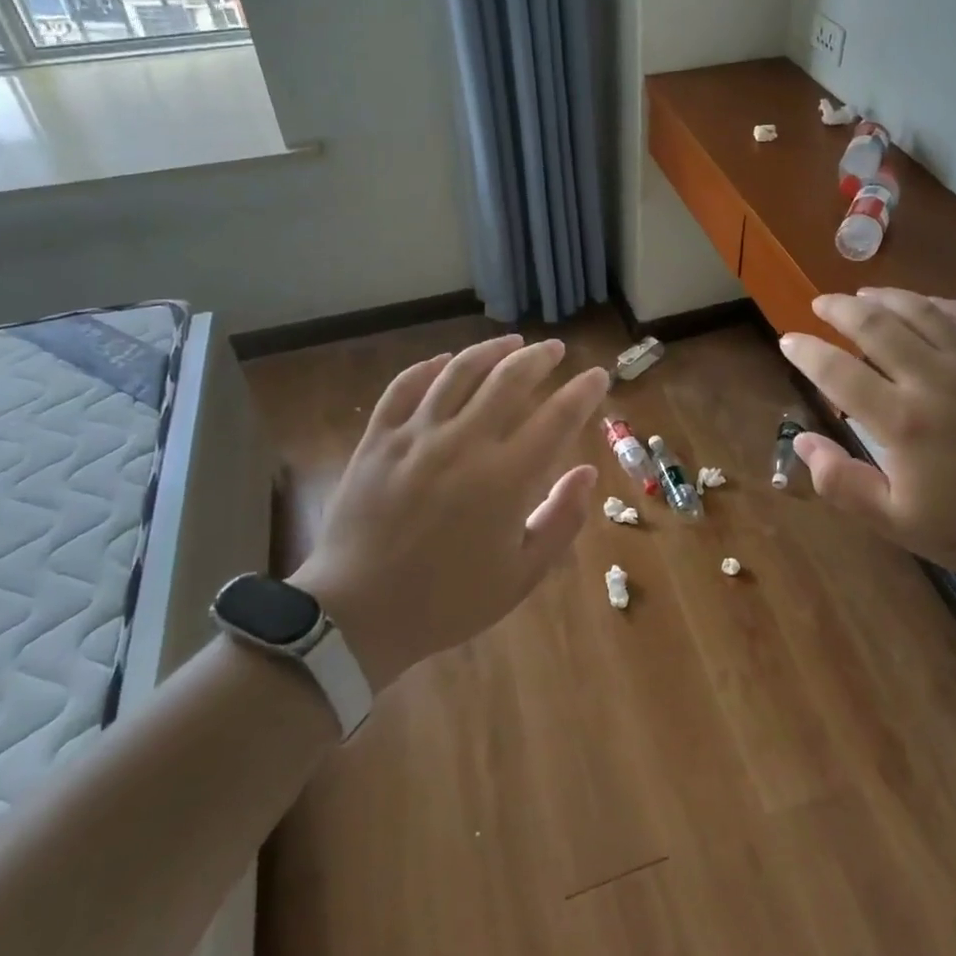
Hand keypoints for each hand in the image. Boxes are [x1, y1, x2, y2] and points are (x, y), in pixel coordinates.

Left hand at [289, 334, 608, 691]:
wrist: (358, 615)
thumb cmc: (448, 600)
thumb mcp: (521, 575)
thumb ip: (561, 520)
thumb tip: (587, 472)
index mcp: (505, 478)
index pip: (557, 417)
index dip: (582, 391)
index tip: (597, 375)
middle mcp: (464, 443)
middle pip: (509, 379)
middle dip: (539, 357)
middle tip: (555, 348)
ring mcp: (416, 436)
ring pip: (459, 371)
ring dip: (491, 350)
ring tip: (511, 341)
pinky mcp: (379, 439)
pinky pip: (405, 386)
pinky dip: (430, 367)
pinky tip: (446, 361)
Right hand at [780, 289, 955, 595]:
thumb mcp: (900, 524)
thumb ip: (843, 484)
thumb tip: (802, 441)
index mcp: (904, 422)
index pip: (839, 372)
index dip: (807, 351)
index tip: (788, 340)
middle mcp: (936, 380)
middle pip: (876, 325)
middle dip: (839, 309)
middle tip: (819, 304)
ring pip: (921, 310)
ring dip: (884, 297)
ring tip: (862, 294)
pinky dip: (938, 303)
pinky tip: (926, 306)